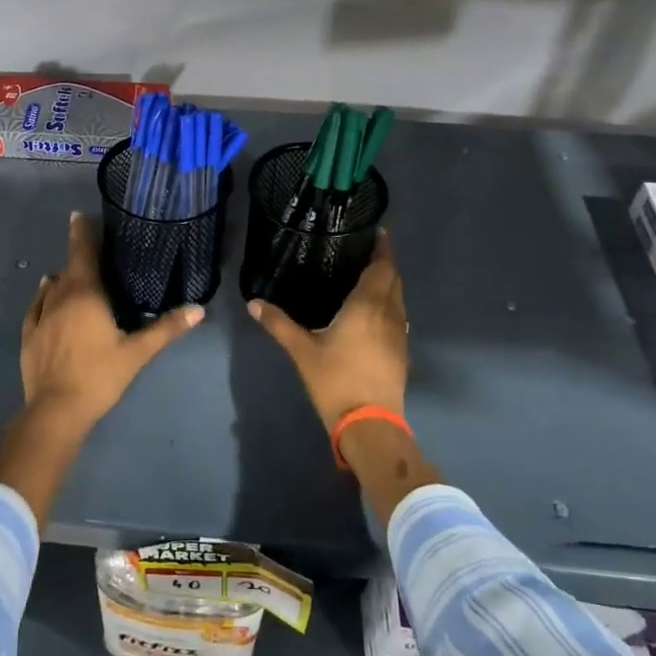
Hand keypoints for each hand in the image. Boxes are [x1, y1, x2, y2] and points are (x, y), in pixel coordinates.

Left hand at [21, 211, 204, 437]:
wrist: (56, 410)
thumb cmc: (100, 376)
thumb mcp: (137, 352)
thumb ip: (166, 328)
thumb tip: (199, 309)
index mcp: (85, 294)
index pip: (83, 253)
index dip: (81, 232)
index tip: (79, 215)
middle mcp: (59, 297)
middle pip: (69, 268)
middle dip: (79, 256)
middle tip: (92, 250)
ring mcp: (40, 316)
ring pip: (52, 286)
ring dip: (64, 277)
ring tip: (75, 275)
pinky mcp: (28, 336)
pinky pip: (36, 306)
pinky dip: (43, 296)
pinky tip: (46, 294)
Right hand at [246, 230, 407, 435]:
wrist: (370, 423)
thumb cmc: (336, 380)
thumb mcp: (302, 350)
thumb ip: (278, 324)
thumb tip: (253, 303)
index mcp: (367, 305)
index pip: (382, 267)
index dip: (382, 248)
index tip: (377, 232)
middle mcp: (389, 314)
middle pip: (394, 280)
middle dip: (384, 264)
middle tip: (365, 252)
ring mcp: (400, 334)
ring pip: (398, 299)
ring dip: (388, 285)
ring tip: (367, 278)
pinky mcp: (402, 352)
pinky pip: (398, 317)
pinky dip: (388, 306)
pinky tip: (371, 313)